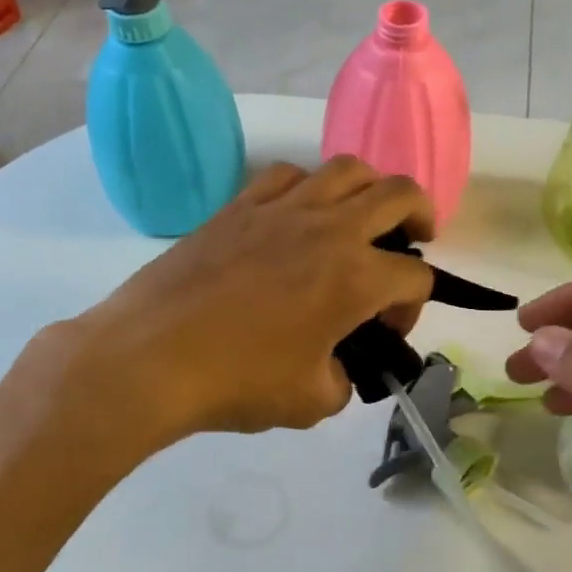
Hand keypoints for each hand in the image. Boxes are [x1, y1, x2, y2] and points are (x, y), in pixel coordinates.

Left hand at [53, 158, 435, 442]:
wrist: (151, 357)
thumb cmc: (237, 382)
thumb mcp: (309, 402)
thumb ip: (341, 381)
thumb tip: (336, 366)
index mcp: (356, 277)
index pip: (415, 276)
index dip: (414, 306)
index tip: (388, 331)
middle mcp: (330, 229)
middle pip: (399, 195)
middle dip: (421, 215)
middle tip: (416, 237)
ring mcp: (282, 209)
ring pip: (346, 169)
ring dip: (369, 188)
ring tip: (362, 214)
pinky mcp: (240, 206)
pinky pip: (287, 176)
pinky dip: (307, 187)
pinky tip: (299, 213)